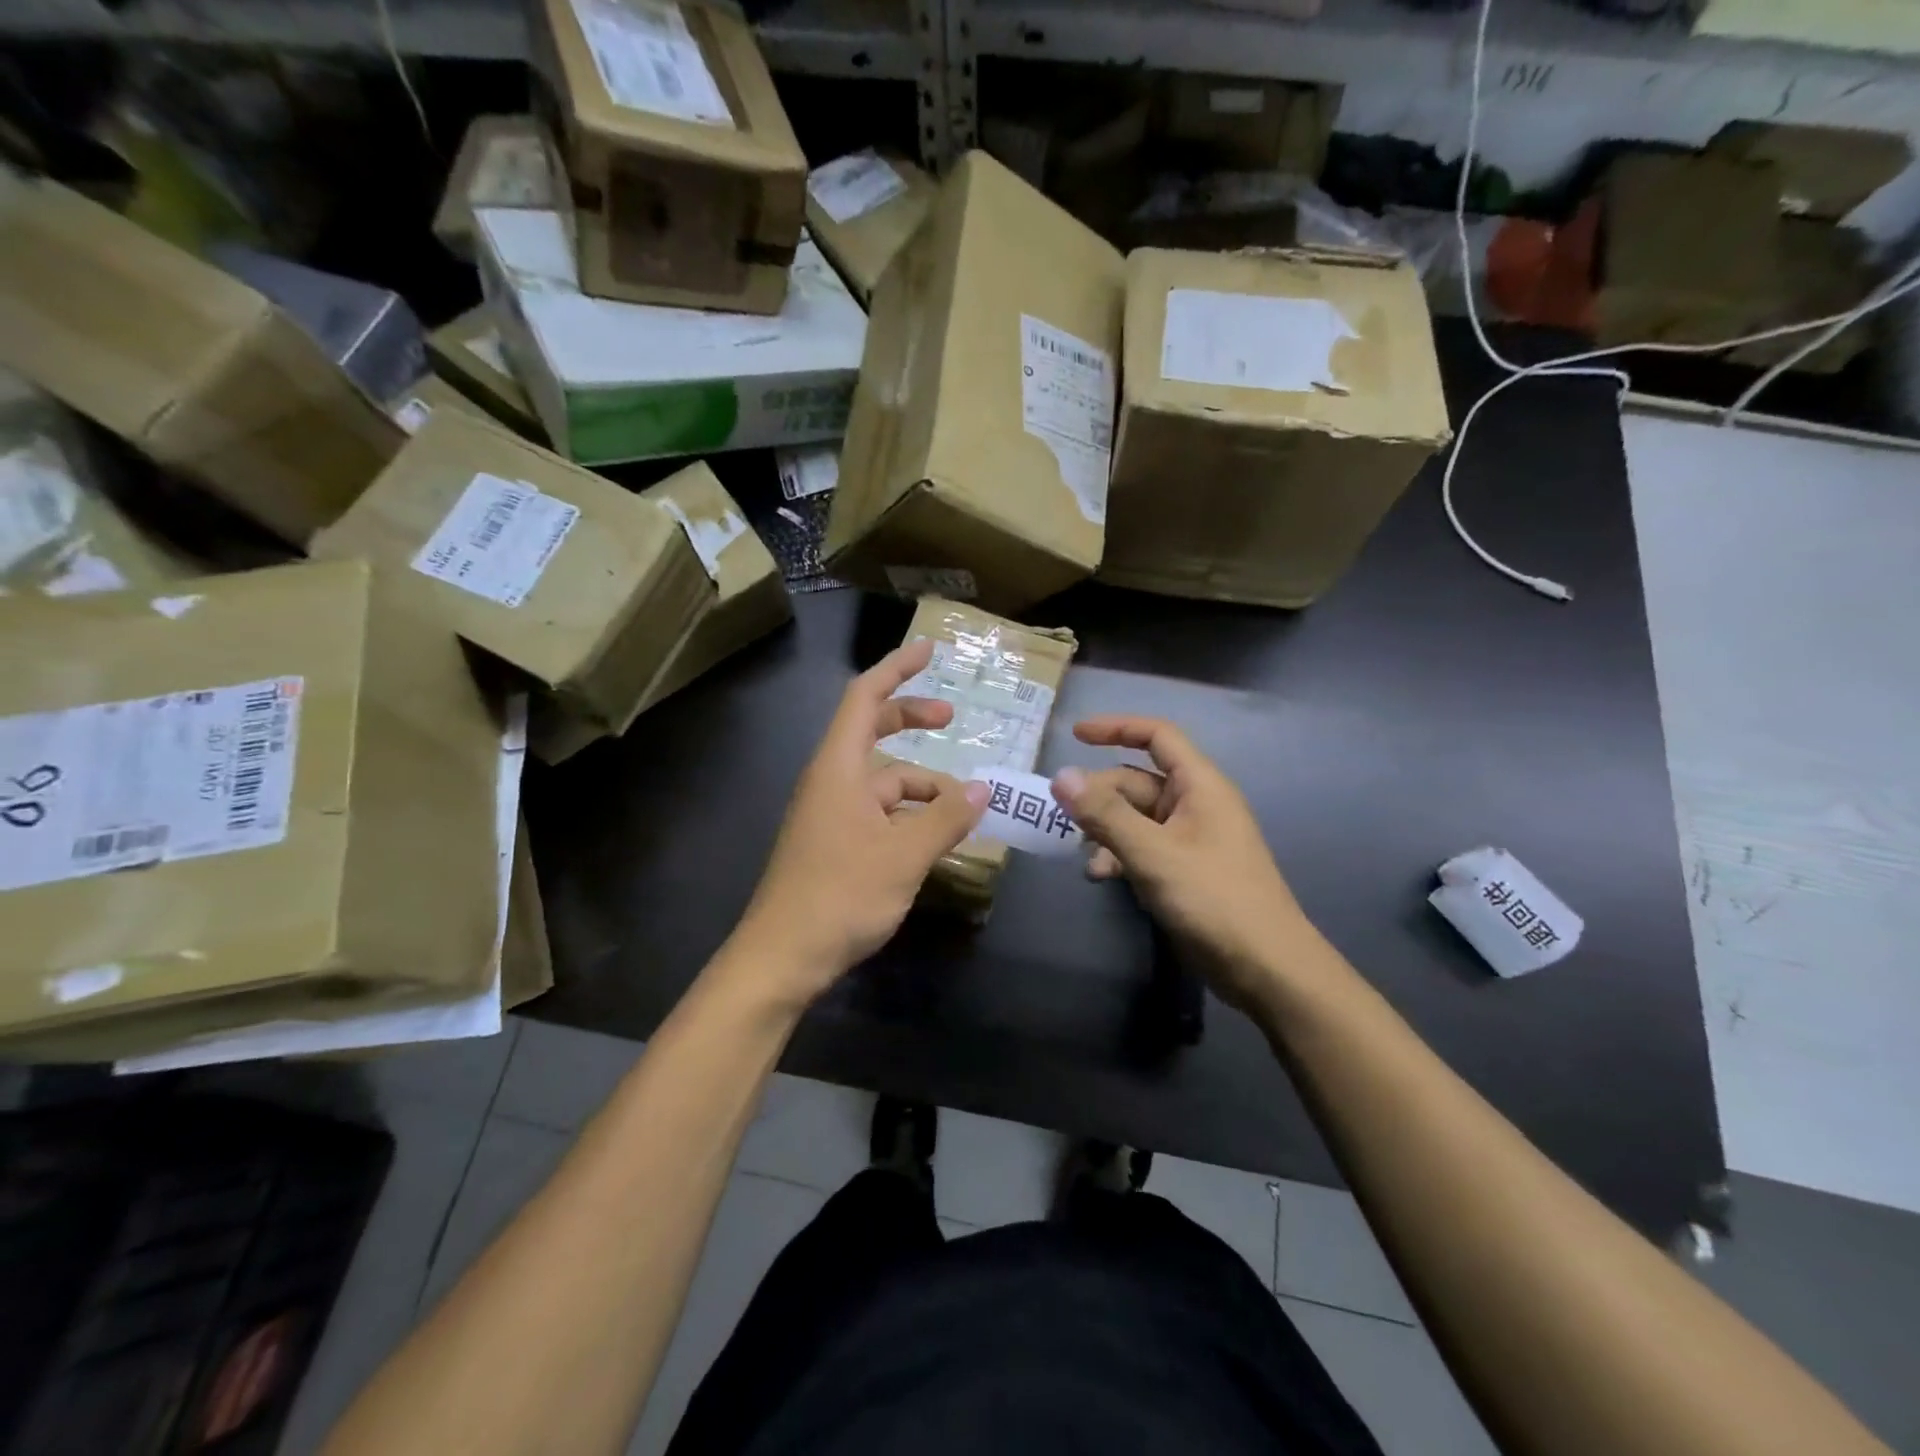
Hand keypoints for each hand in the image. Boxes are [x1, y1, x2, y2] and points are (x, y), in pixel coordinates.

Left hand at [728, 639, 989, 1010]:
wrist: (783, 957)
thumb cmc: (841, 895)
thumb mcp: (905, 855)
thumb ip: (946, 817)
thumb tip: (983, 787)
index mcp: (839, 767)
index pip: (865, 697)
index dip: (897, 668)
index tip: (929, 651)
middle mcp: (831, 781)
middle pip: (872, 731)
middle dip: (912, 720)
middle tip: (952, 720)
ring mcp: (829, 814)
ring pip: (881, 781)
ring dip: (920, 785)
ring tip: (961, 808)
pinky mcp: (833, 844)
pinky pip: (876, 813)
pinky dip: (907, 815)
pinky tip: (934, 839)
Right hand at [1051, 716, 1316, 1012]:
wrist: (1266, 967)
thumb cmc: (1214, 899)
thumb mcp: (1153, 853)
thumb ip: (1106, 814)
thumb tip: (1061, 776)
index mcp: (1199, 785)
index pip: (1157, 736)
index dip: (1116, 728)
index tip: (1075, 735)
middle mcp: (1195, 804)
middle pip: (1137, 781)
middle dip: (1100, 795)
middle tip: (1063, 817)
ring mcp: (1191, 839)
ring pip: (1136, 817)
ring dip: (1105, 829)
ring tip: (1080, 852)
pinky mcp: (1185, 870)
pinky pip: (1144, 847)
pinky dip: (1120, 855)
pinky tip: (1099, 876)